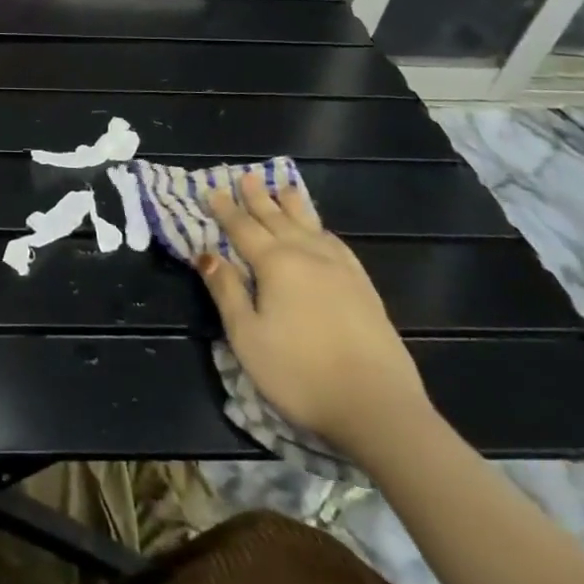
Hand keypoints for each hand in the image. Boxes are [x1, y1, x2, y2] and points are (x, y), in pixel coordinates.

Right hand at [197, 167, 428, 458]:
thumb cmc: (300, 373)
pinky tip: (323, 233)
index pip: (243, 229)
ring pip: (311, 226)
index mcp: (276, 264)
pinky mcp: (365, 290)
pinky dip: (324, 231)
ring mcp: (341, 271)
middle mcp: (308, 256)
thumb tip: (205, 253)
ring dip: (294, 206)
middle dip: (259, 198)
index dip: (226, 210)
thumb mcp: (247, 336)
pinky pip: (338, 246)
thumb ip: (226, 291)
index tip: (213, 190)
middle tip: (247, 176)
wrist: (378, 407)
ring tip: (285, 188)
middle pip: (278, 219)